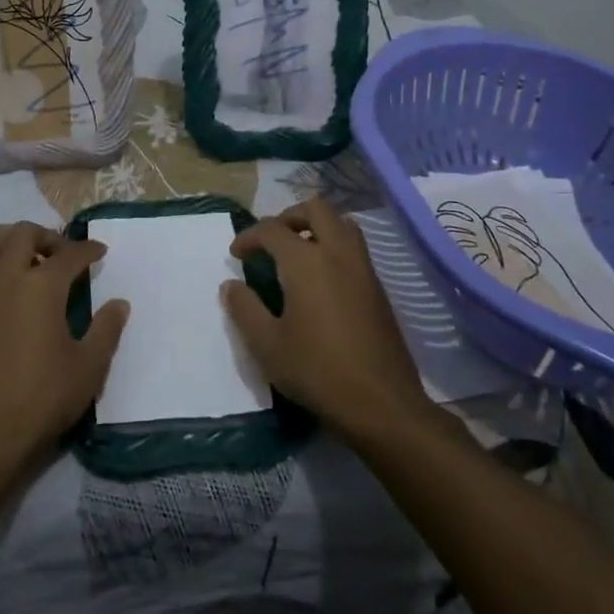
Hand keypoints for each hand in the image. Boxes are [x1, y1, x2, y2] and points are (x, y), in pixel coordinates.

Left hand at [0, 222, 128, 475]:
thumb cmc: (41, 399)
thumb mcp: (88, 368)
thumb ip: (107, 329)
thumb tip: (119, 303)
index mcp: (41, 285)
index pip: (70, 254)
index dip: (89, 250)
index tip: (100, 252)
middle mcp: (5, 278)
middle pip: (23, 234)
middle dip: (47, 236)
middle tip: (63, 254)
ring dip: (11, 245)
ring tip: (28, 264)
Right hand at [222, 197, 427, 436]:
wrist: (382, 404)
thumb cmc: (318, 372)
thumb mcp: (268, 345)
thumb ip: (245, 309)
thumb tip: (231, 285)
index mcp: (306, 262)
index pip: (272, 229)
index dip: (249, 236)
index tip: (236, 255)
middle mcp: (337, 253)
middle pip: (316, 209)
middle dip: (288, 216)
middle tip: (271, 240)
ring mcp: (363, 269)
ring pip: (342, 223)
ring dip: (317, 226)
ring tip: (298, 252)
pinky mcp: (378, 288)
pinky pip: (355, 247)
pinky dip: (334, 246)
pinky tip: (321, 279)